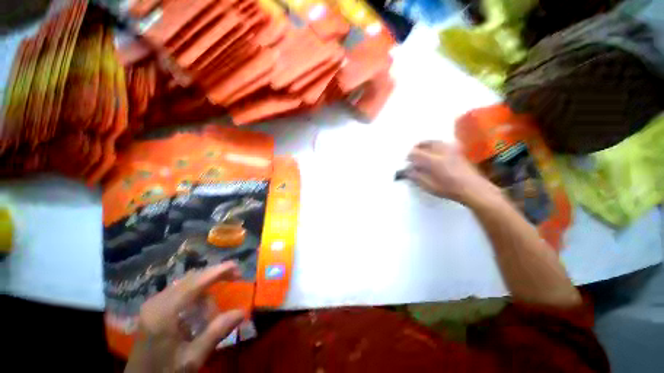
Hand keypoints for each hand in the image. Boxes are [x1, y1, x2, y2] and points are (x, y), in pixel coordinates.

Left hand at [125, 262, 244, 372]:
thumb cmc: (166, 371)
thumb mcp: (192, 358)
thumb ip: (216, 333)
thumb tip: (242, 312)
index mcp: (164, 313)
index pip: (195, 283)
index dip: (218, 271)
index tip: (237, 266)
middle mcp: (157, 302)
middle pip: (191, 278)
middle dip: (214, 275)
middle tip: (235, 277)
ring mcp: (153, 303)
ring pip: (187, 282)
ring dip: (206, 287)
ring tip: (214, 310)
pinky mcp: (154, 306)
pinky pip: (180, 290)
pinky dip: (196, 294)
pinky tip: (199, 311)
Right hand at [406, 141, 497, 204]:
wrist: (473, 189)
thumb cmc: (449, 189)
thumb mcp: (429, 186)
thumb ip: (417, 177)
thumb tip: (407, 171)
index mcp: (433, 161)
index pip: (416, 153)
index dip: (409, 156)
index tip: (407, 161)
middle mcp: (442, 152)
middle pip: (426, 143)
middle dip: (417, 147)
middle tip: (413, 152)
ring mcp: (451, 150)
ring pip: (436, 141)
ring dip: (427, 144)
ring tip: (423, 149)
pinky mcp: (458, 152)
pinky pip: (444, 143)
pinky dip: (436, 145)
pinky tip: (436, 151)